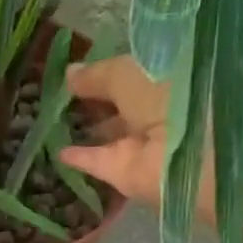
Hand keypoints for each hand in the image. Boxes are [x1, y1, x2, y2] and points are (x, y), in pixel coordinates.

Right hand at [56, 55, 181, 210]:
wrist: (188, 153)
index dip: (108, 70)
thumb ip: (97, 75)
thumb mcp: (128, 74)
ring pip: (111, 133)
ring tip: (54, 120)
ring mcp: (143, 145)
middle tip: (62, 93)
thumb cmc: (167, 96)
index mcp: (169, 80)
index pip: (135, 73)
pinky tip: (59, 152)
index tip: (79, 69)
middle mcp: (159, 111)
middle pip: (122, 104)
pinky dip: (80, 157)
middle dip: (97, 100)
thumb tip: (69, 73)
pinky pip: (98, 161)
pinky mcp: (127, 173)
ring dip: (88, 128)